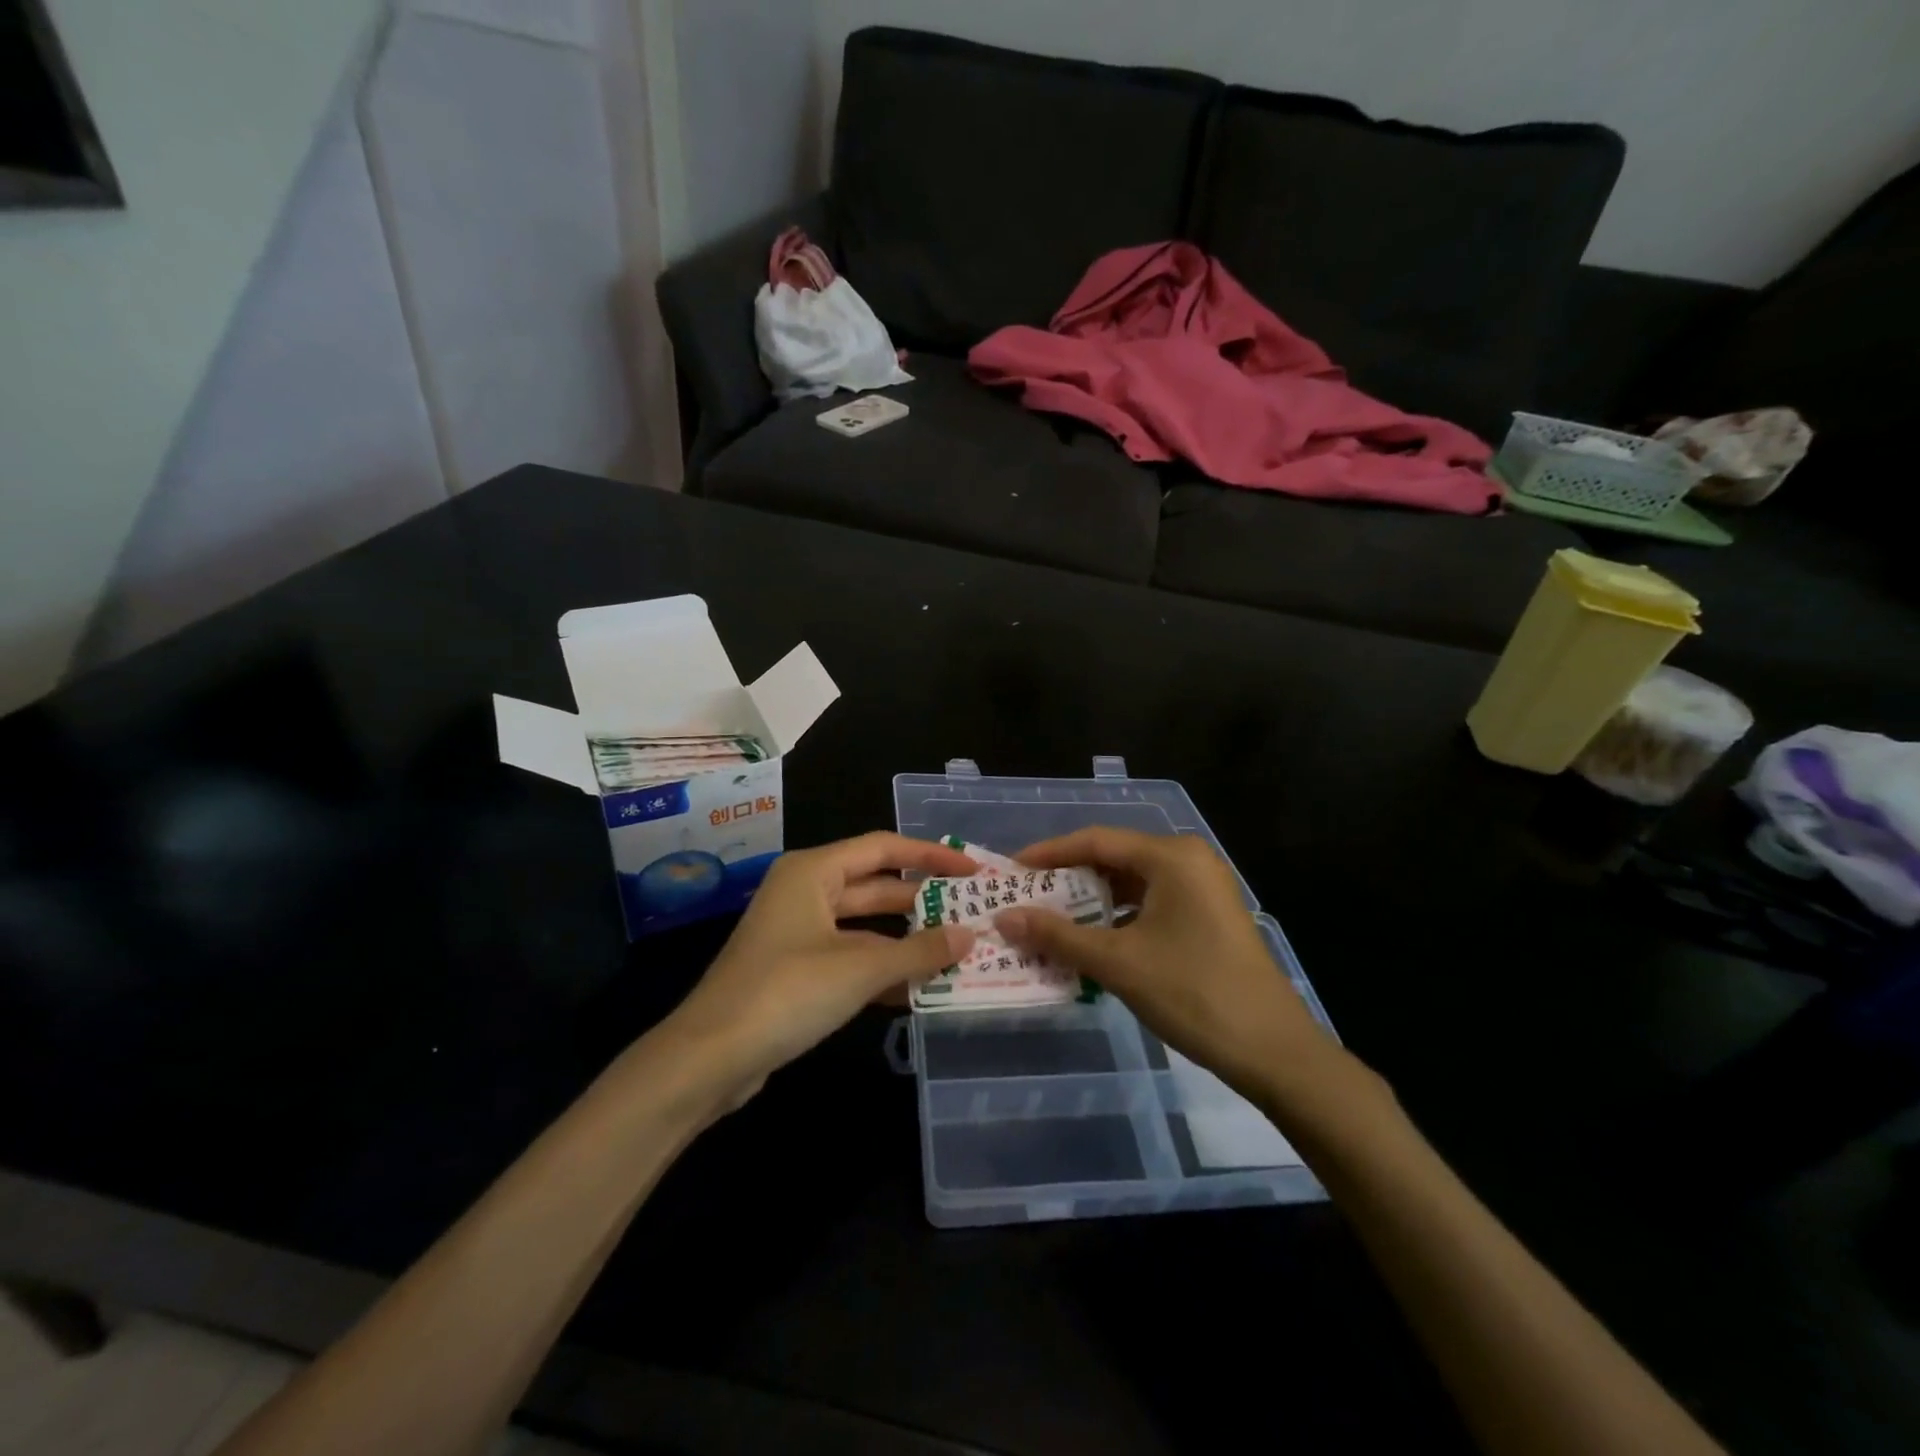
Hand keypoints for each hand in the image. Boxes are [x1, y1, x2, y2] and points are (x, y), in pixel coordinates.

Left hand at [667, 832, 975, 1101]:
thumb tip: (969, 935)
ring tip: (956, 947)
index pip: (884, 848)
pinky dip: (882, 967)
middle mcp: (805, 891)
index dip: (931, 855)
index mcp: (813, 871)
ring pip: (864, 925)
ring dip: (906, 938)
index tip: (972, 869)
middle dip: (922, 899)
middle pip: (875, 885)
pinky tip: (920, 986)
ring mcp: (798, 932)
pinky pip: (850, 956)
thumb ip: (919, 950)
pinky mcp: (796, 969)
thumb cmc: (786, 992)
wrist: (709, 1058)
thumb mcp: (860, 969)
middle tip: (971, 909)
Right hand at [995, 828, 1343, 1105]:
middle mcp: (1188, 861)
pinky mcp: (1207, 917)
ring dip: (1090, 904)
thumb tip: (1003, 918)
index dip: (1049, 854)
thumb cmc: (1193, 992)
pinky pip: (1150, 905)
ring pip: (1131, 885)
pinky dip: (1117, 919)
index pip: (1095, 841)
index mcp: (1171, 856)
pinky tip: (1091, 942)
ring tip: (1049, 923)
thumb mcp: (1118, 962)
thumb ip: (1058, 935)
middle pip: (1113, 859)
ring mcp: (1202, 889)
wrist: (1273, 1051)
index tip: (1011, 871)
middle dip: (1067, 881)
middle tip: (1025, 900)